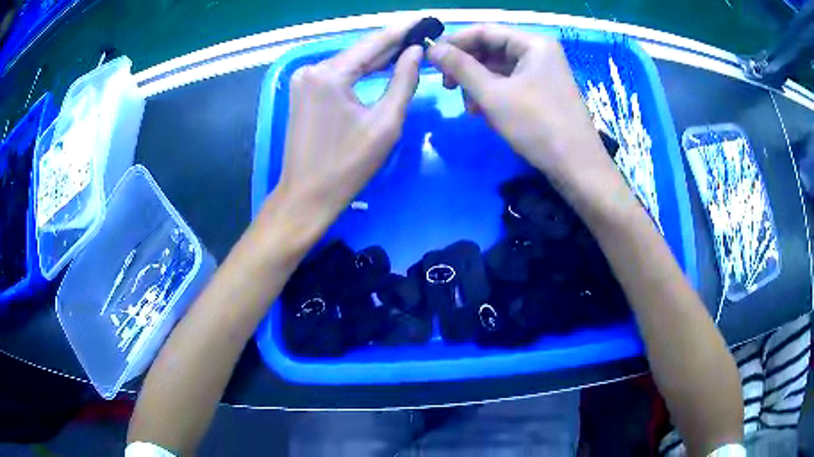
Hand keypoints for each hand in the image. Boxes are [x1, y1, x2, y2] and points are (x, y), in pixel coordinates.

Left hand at [272, 24, 422, 232]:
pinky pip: (338, 75)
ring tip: (409, 47)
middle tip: (422, 33)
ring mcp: (303, 80)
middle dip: (392, 44)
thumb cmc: (348, 165)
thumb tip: (416, 52)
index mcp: (330, 74)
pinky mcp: (302, 93)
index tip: (424, 19)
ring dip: (377, 58)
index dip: (402, 30)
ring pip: (349, 62)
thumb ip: (403, 81)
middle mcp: (312, 69)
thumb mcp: (385, 123)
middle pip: (360, 51)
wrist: (306, 196)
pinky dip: (360, 71)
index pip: (374, 42)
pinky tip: (381, 66)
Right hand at [427, 24, 611, 187]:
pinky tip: (484, 113)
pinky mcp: (543, 93)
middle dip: (467, 67)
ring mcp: (543, 74)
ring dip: (478, 85)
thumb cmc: (537, 125)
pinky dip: (494, 96)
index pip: (485, 31)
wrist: (576, 167)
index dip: (455, 42)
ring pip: (499, 70)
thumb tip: (432, 49)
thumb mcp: (493, 94)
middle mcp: (540, 53)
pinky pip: (511, 85)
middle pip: (492, 49)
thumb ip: (460, 67)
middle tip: (447, 87)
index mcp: (533, 44)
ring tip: (469, 108)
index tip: (431, 59)